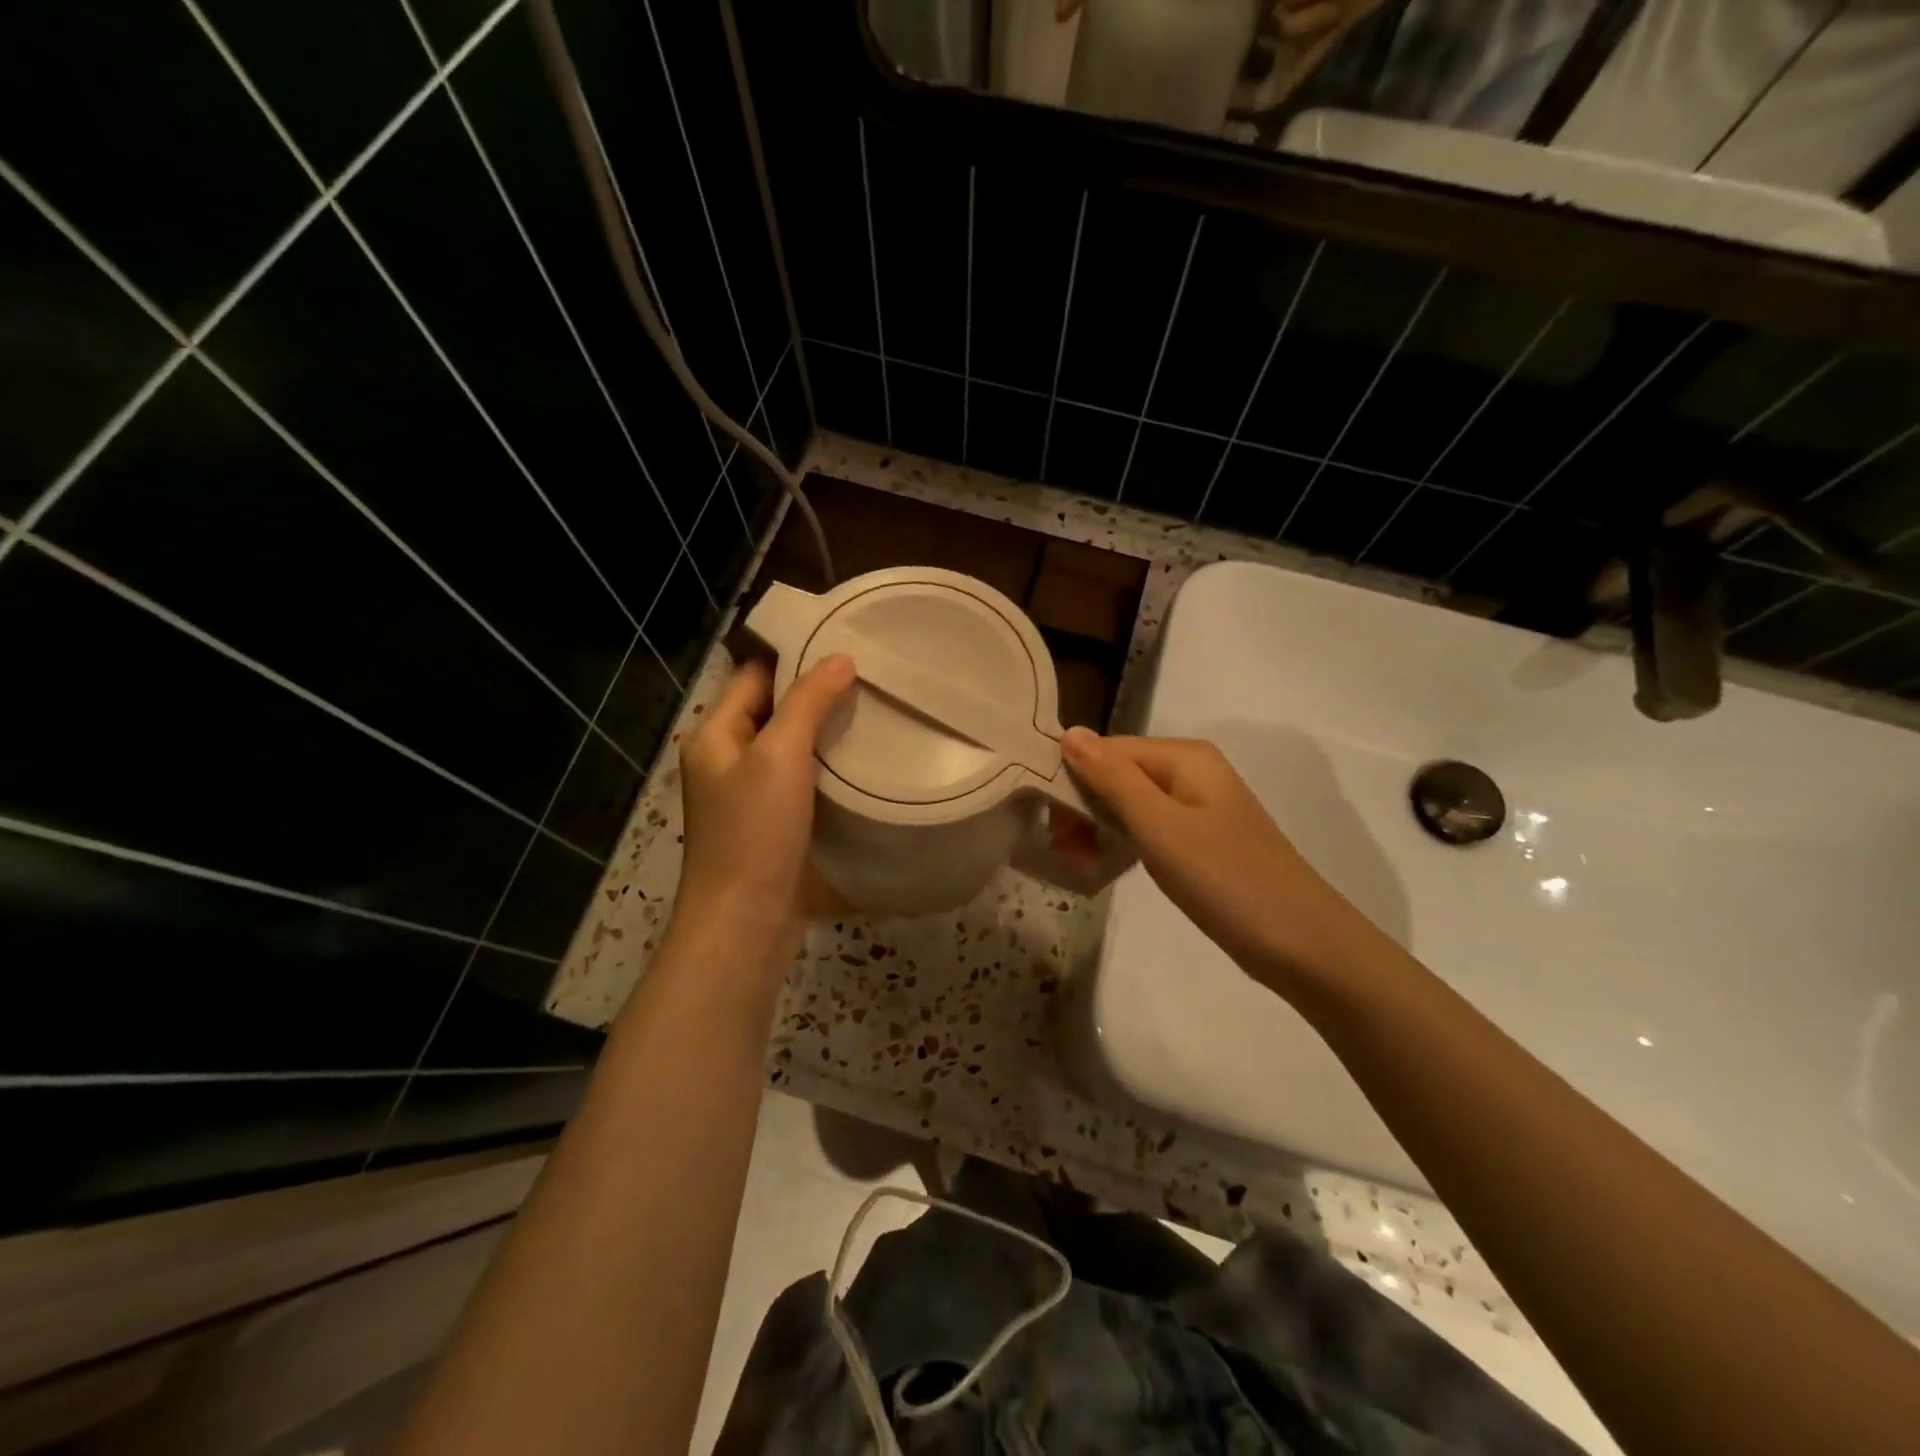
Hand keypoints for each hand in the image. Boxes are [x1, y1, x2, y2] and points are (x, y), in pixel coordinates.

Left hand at [675, 655, 855, 955]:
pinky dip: (826, 766)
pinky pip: (800, 779)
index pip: (755, 675)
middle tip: (871, 676)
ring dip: (825, 732)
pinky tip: (862, 760)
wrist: (745, 922)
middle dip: (817, 693)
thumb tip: (840, 658)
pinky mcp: (772, 822)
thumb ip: (808, 703)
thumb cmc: (754, 833)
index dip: (796, 657)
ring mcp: (749, 793)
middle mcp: (727, 758)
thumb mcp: (780, 756)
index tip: (846, 644)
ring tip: (874, 710)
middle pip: (774, 709)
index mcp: (715, 734)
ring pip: (790, 746)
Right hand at [1060, 729, 1385, 998]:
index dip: (1073, 779)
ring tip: (1080, 865)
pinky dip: (1125, 845)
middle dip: (1085, 808)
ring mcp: (1200, 808)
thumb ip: (1112, 778)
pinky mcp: (1203, 841)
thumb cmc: (1224, 878)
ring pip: (1131, 804)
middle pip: (1119, 775)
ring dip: (1100, 829)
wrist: (1302, 944)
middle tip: (1063, 852)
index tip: (1048, 823)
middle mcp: (1192, 772)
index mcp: (1185, 757)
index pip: (1108, 750)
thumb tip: (1070, 732)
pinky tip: (1107, 867)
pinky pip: (1151, 829)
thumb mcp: (1159, 825)